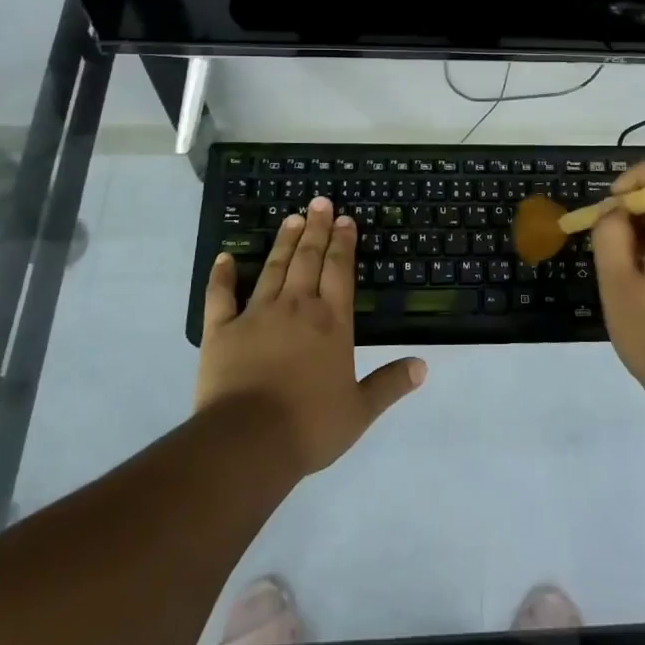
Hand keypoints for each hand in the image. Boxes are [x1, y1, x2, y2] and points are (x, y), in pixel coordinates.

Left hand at [196, 197, 425, 474]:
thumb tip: (423, 366)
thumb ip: (390, 384)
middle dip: (316, 229)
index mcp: (331, 323)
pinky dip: (222, 275)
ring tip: (291, 219)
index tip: (345, 219)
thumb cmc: (309, 426)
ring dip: (283, 242)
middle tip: (319, 202)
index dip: (343, 243)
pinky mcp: (220, 331)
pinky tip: (225, 257)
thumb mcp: (360, 410)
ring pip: (273, 269)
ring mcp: (255, 315)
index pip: (339, 271)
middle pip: (308, 260)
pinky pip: (220, 296)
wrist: (248, 442)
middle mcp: (296, 308)